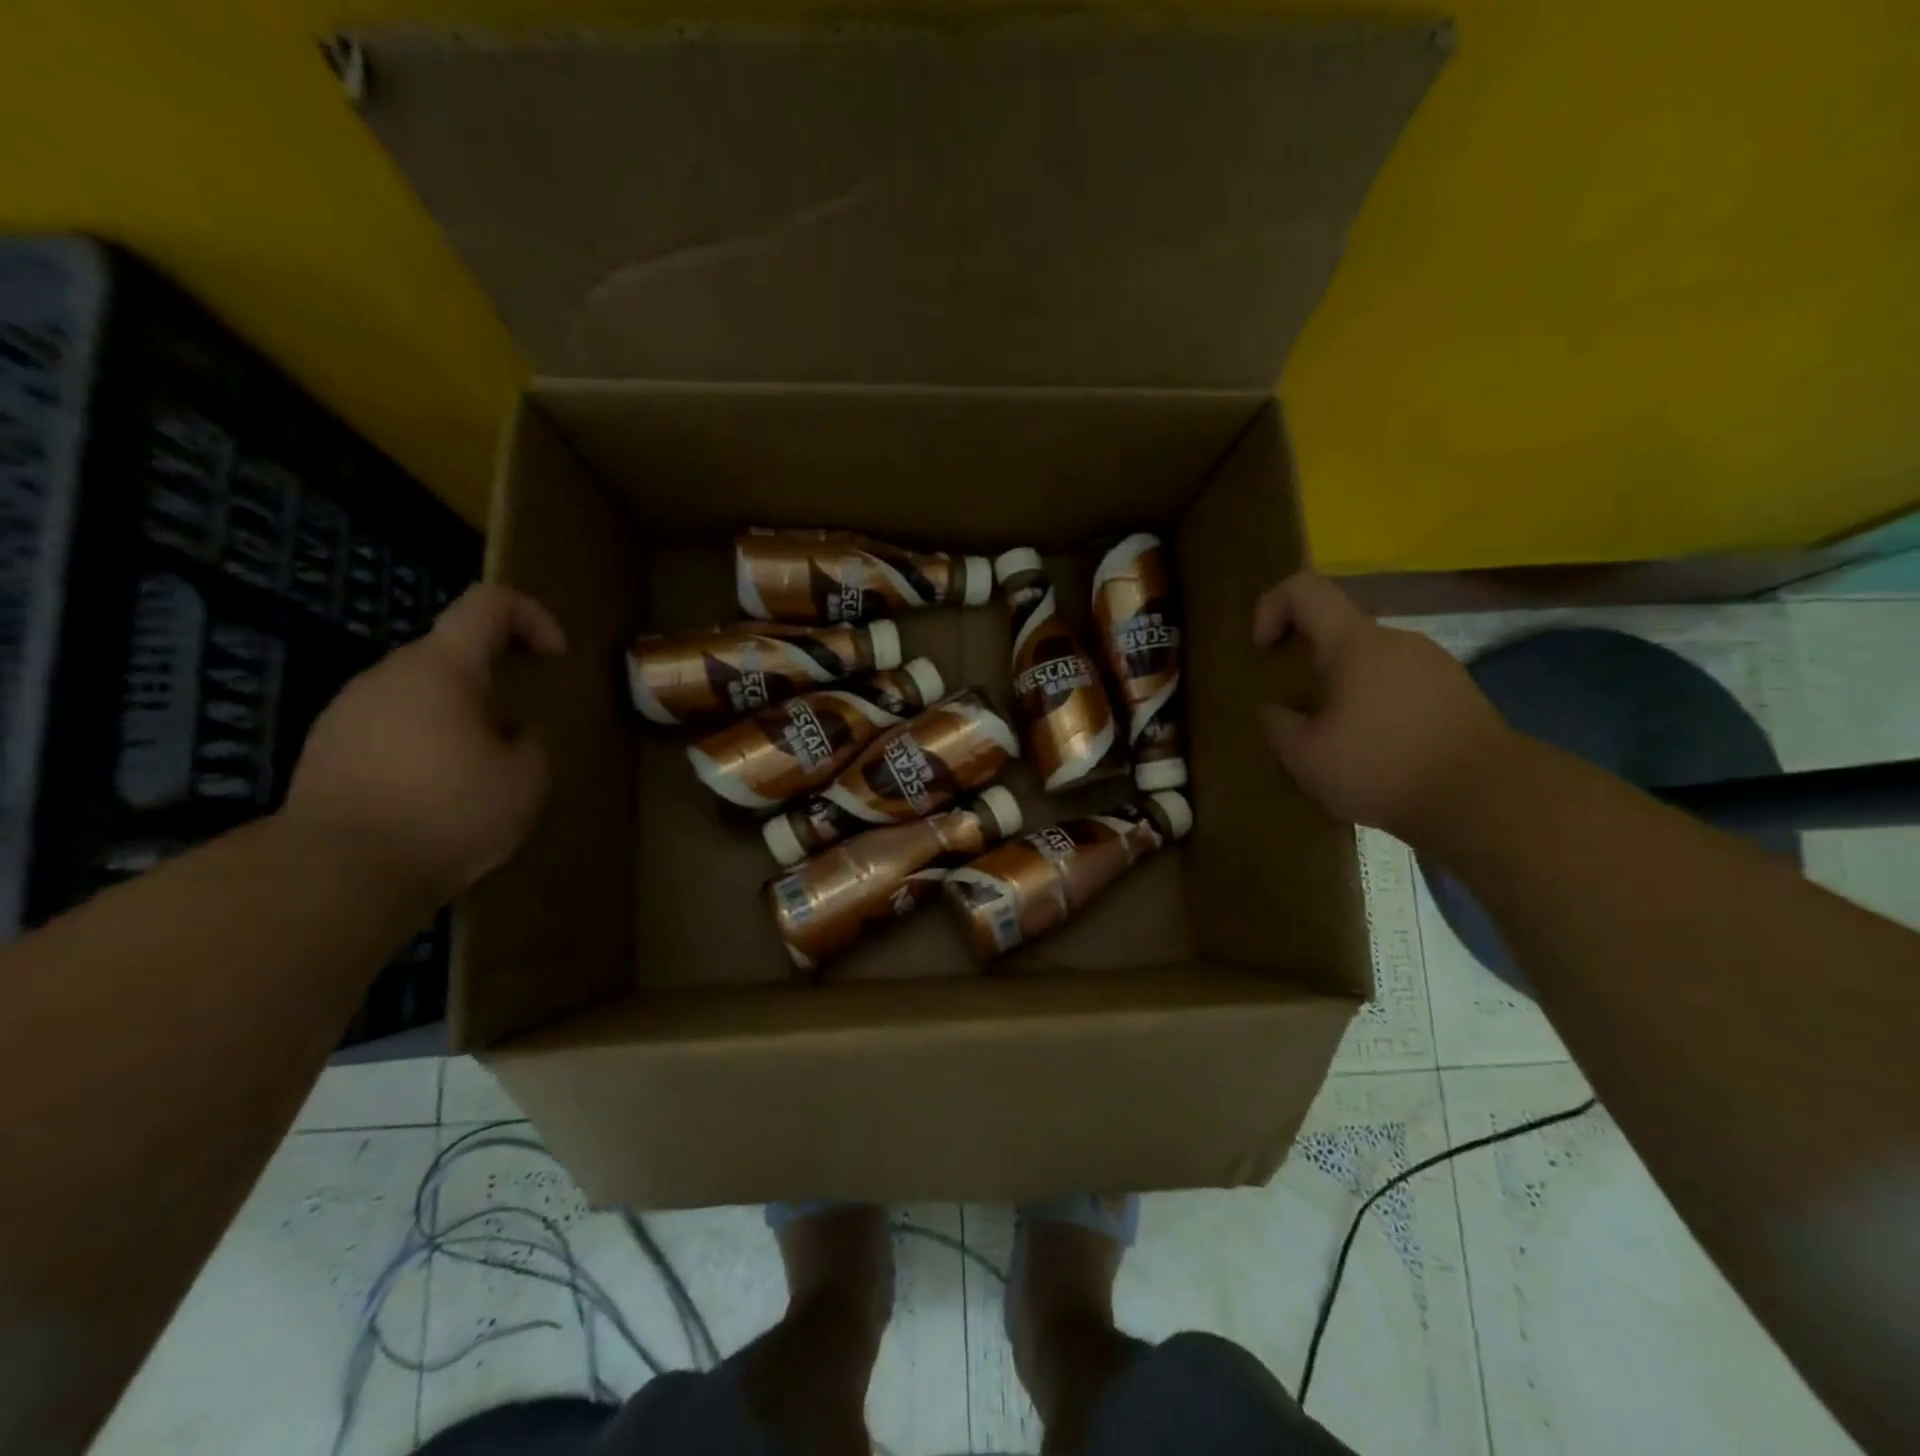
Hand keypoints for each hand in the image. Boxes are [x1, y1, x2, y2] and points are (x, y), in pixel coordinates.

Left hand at [285, 584, 567, 896]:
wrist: (334, 874)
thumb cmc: (447, 814)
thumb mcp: (526, 780)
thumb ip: (532, 741)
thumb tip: (516, 731)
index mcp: (441, 669)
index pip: (489, 604)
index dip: (533, 616)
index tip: (555, 657)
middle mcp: (387, 675)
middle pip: (451, 651)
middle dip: (495, 681)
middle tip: (519, 732)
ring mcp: (347, 711)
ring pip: (419, 692)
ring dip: (459, 716)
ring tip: (478, 772)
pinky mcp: (325, 749)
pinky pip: (390, 727)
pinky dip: (424, 744)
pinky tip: (435, 796)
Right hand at [1253, 573, 1512, 840]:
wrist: (1485, 798)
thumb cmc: (1381, 768)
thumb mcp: (1304, 756)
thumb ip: (1276, 723)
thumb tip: (1273, 708)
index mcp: (1354, 643)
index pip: (1305, 589)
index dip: (1272, 607)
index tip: (1264, 651)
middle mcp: (1396, 639)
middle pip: (1338, 630)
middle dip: (1308, 662)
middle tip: (1299, 710)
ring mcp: (1433, 662)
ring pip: (1370, 660)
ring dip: (1344, 687)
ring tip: (1339, 738)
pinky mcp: (1457, 690)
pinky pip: (1400, 682)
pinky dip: (1377, 703)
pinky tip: (1380, 749)